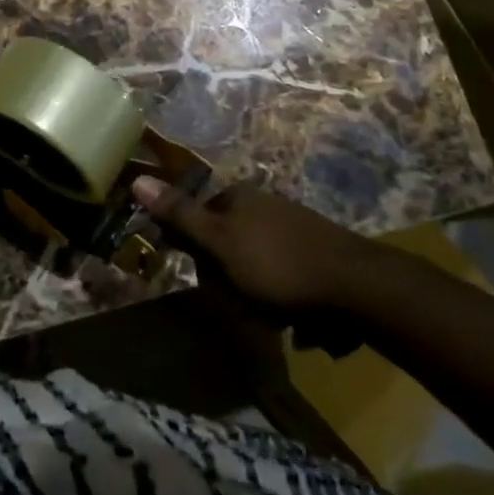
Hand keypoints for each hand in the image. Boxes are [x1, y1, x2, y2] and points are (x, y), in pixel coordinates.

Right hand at [131, 178, 373, 313]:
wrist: (356, 286)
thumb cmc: (276, 264)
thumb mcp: (219, 242)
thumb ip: (179, 214)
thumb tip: (137, 179)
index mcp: (239, 196)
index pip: (199, 218)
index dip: (196, 251)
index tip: (205, 280)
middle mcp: (265, 202)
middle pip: (226, 240)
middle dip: (227, 274)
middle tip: (239, 301)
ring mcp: (294, 224)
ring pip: (255, 259)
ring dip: (256, 289)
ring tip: (270, 313)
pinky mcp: (318, 250)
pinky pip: (285, 272)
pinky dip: (283, 293)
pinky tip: (295, 315)